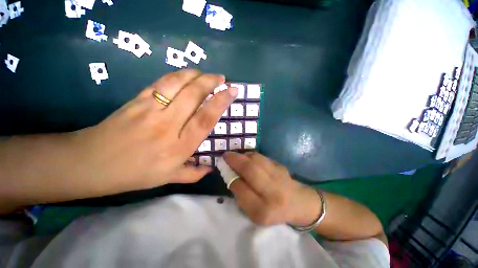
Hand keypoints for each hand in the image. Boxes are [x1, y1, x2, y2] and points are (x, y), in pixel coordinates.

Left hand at [66, 69, 237, 195]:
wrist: (91, 163)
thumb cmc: (133, 174)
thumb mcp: (168, 179)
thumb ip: (193, 174)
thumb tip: (211, 168)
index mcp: (179, 147)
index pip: (205, 119)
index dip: (220, 102)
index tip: (231, 91)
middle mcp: (168, 126)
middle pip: (194, 96)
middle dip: (211, 82)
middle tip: (222, 78)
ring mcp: (150, 110)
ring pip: (177, 83)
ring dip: (196, 74)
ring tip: (207, 74)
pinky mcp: (137, 100)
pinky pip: (161, 82)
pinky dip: (178, 75)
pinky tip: (187, 74)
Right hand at [223, 151, 321, 226]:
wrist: (298, 203)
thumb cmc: (272, 210)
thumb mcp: (254, 213)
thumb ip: (242, 196)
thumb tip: (232, 175)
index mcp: (263, 211)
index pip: (242, 191)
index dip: (232, 179)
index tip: (226, 171)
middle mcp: (273, 193)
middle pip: (251, 170)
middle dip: (235, 160)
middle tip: (225, 155)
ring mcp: (279, 177)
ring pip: (257, 160)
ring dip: (243, 155)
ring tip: (235, 156)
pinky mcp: (281, 166)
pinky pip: (262, 157)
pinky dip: (252, 155)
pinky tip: (247, 157)